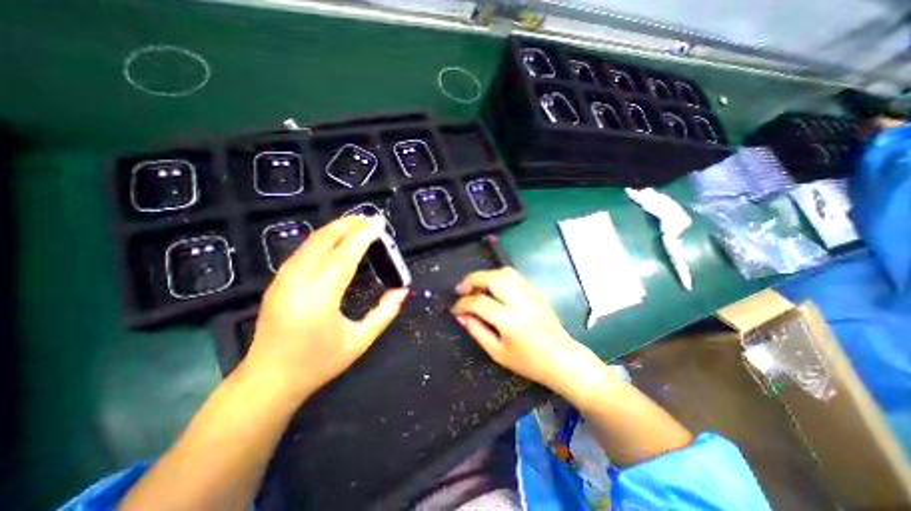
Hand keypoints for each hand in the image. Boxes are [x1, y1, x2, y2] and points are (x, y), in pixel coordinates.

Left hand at [243, 214, 411, 400]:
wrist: (267, 381)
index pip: (344, 255)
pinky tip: (335, 240)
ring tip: (357, 225)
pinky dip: (323, 239)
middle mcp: (297, 282)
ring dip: (335, 229)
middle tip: (370, 219)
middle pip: (323, 240)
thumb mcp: (360, 341)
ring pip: (310, 242)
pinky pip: (303, 251)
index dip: (363, 236)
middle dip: (348, 224)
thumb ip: (385, 313)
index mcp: (320, 298)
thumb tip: (402, 290)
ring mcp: (282, 280)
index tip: (379, 222)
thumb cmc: (318, 364)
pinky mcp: (277, 282)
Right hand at [451, 268, 601, 390]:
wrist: (562, 358)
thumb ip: (476, 331)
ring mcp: (530, 293)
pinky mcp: (536, 291)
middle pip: (492, 278)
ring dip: (486, 275)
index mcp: (510, 321)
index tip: (455, 309)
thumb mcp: (497, 352)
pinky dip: (499, 276)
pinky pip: (514, 275)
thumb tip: (461, 315)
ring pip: (504, 272)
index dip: (462, 304)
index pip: (479, 303)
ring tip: (477, 287)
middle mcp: (520, 302)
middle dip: (472, 280)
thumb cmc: (528, 361)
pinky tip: (494, 288)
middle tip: (461, 289)